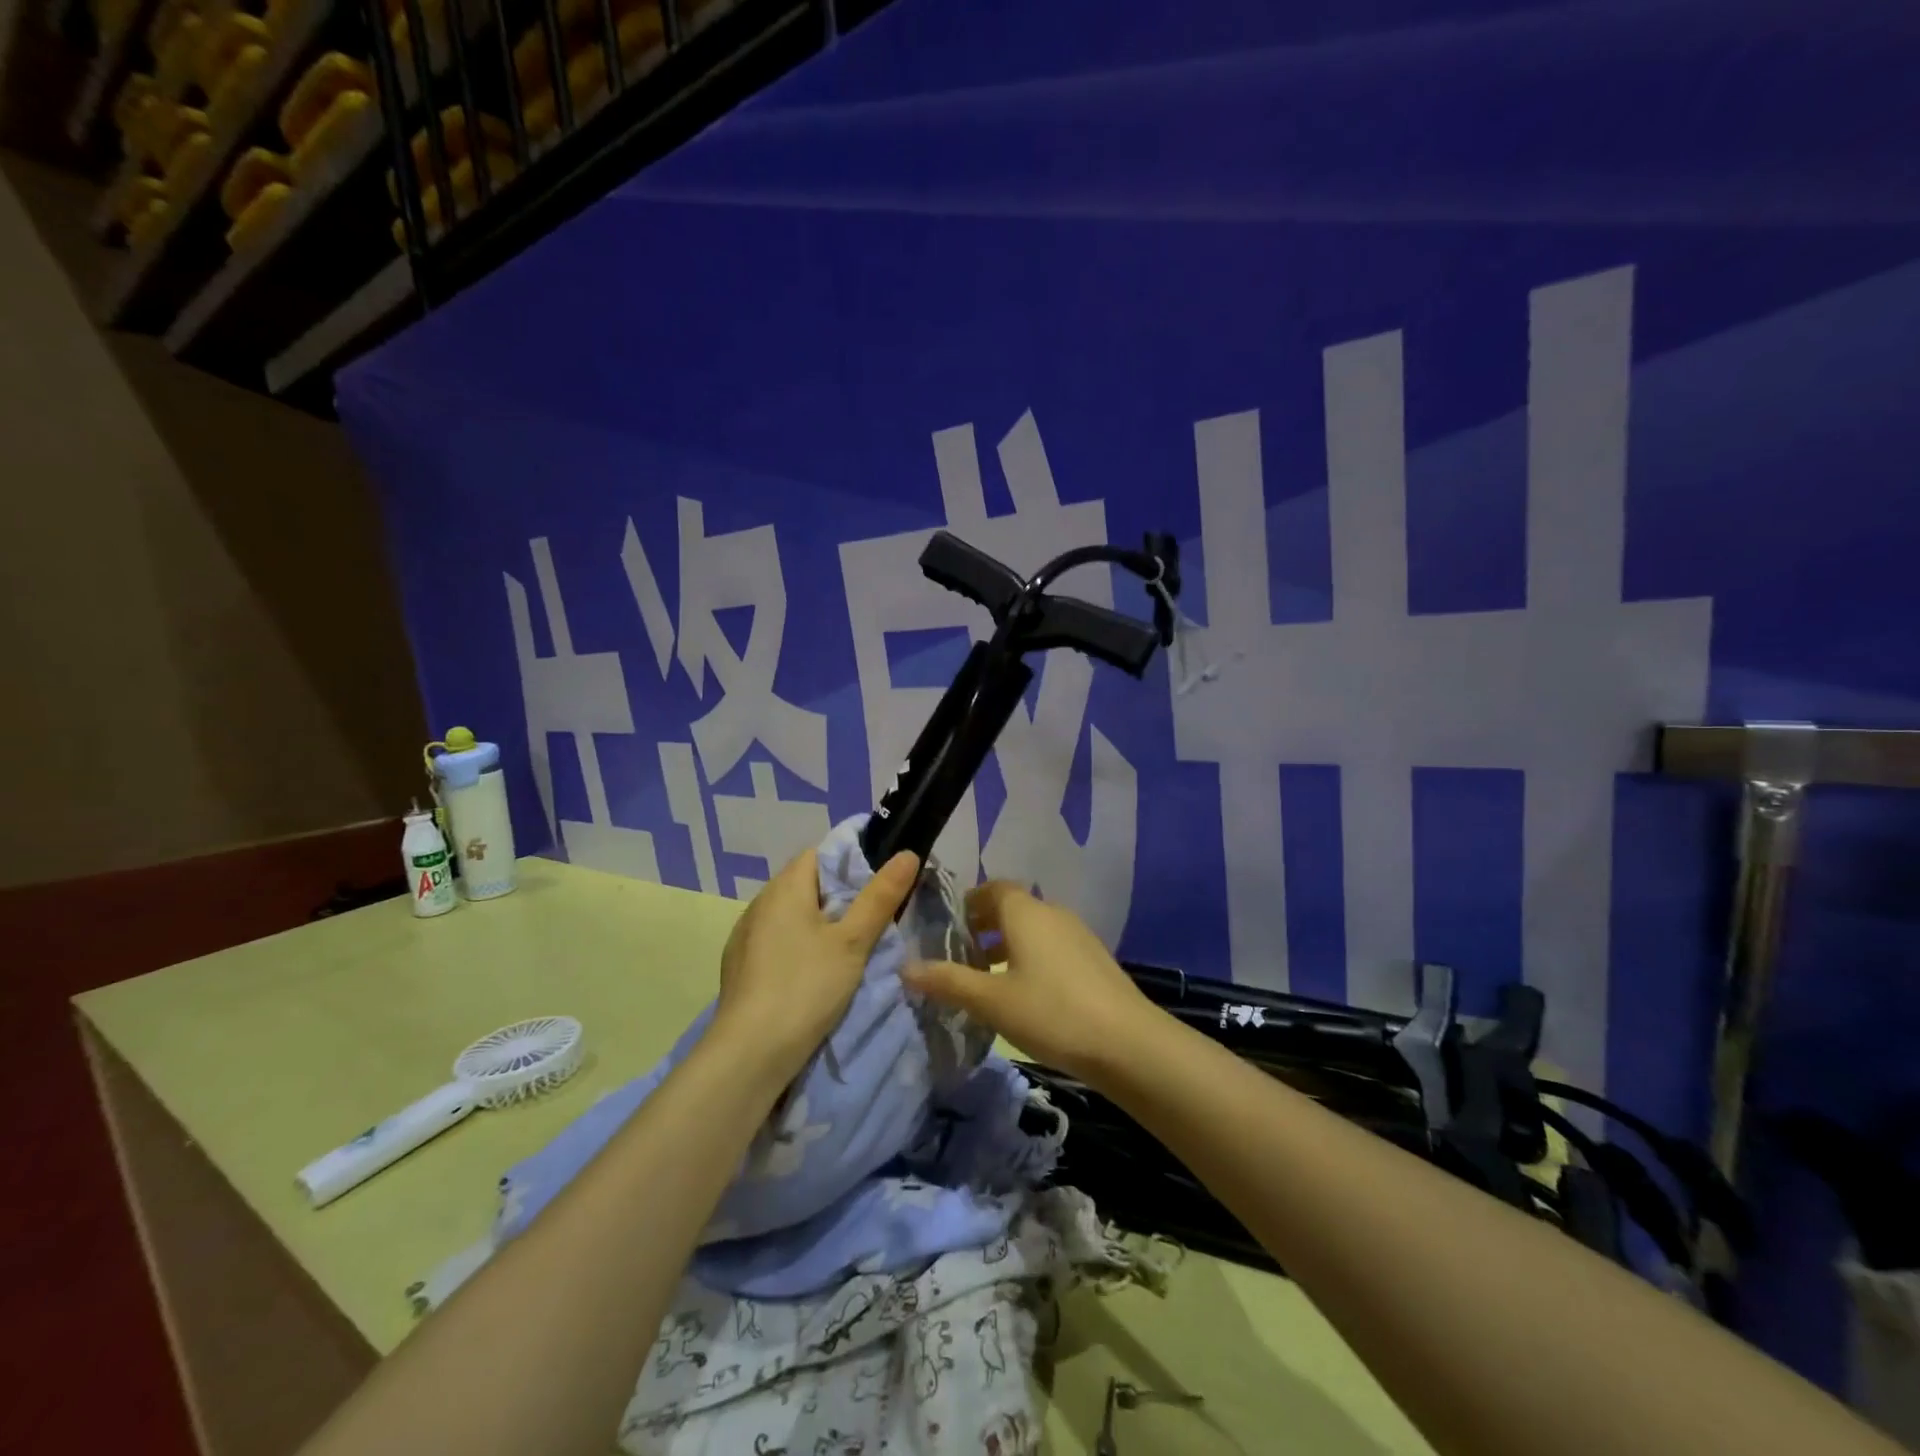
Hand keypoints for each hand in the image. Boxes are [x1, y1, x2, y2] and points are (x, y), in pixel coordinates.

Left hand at [711, 845, 919, 1083]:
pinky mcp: (739, 967)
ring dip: (816, 924)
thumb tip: (907, 853)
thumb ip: (880, 897)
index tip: (877, 885)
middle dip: (837, 896)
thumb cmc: (806, 987)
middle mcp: (759, 903)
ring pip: (790, 915)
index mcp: (784, 888)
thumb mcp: (853, 942)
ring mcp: (744, 936)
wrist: (749, 1054)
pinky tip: (811, 974)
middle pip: (805, 884)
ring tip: (846, 949)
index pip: (819, 854)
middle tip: (870, 920)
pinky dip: (796, 946)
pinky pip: (775, 941)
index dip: (850, 862)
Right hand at [902, 881, 1157, 1079]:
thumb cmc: (1051, 1012)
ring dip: (1009, 945)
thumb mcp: (991, 1001)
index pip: (993, 888)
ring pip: (1034, 929)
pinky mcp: (1094, 960)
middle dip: (985, 927)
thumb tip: (906, 968)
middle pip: (1013, 908)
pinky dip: (1032, 958)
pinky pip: (1053, 947)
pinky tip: (1026, 995)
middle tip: (961, 958)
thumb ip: (948, 982)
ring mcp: (1078, 935)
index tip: (949, 929)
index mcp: (1026, 912)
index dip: (969, 903)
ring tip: (988, 980)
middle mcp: (1053, 913)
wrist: (1127, 1043)